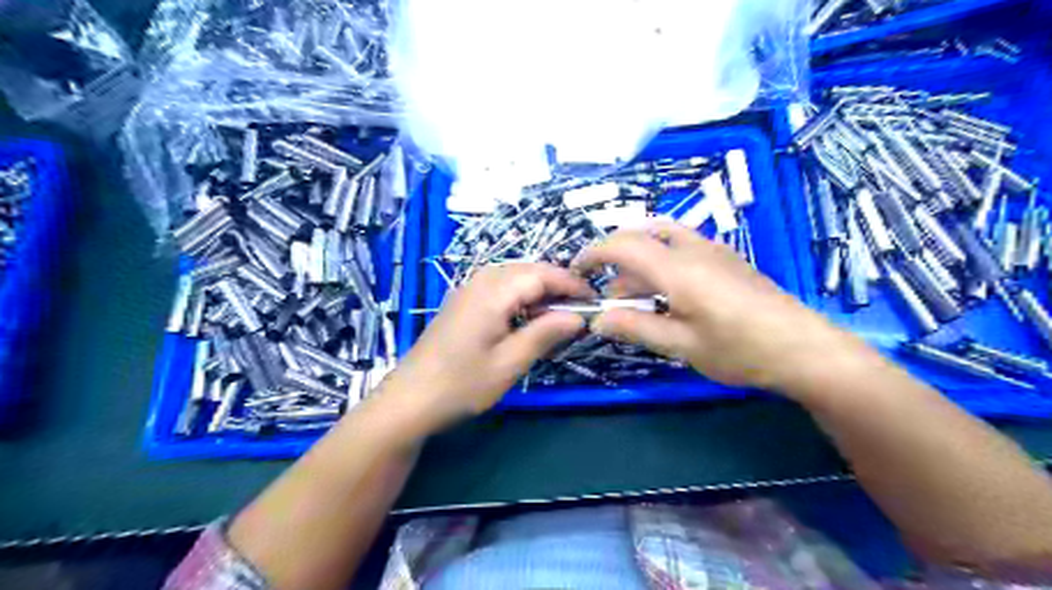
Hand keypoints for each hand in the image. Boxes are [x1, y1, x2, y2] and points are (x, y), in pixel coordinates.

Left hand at [378, 263, 590, 432]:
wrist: (409, 399)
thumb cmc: (461, 385)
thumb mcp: (509, 363)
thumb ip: (545, 334)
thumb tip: (578, 316)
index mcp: (493, 292)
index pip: (542, 274)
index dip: (571, 284)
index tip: (595, 300)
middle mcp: (479, 281)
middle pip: (528, 270)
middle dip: (557, 285)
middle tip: (580, 309)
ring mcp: (467, 290)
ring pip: (513, 277)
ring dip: (539, 290)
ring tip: (558, 315)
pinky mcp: (462, 302)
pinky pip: (499, 287)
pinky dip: (520, 297)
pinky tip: (527, 318)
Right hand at [571, 220, 858, 392]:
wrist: (805, 348)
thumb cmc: (739, 350)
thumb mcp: (681, 346)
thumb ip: (635, 328)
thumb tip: (597, 319)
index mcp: (677, 269)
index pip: (622, 246)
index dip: (593, 253)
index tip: (577, 271)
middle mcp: (693, 249)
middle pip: (641, 236)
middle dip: (615, 258)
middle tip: (608, 293)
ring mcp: (714, 250)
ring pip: (662, 239)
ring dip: (640, 262)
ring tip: (637, 299)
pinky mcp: (728, 259)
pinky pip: (683, 247)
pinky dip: (662, 262)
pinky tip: (669, 295)